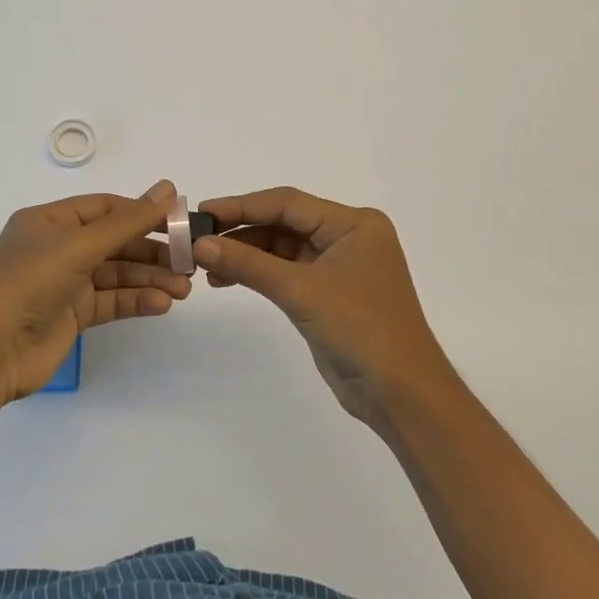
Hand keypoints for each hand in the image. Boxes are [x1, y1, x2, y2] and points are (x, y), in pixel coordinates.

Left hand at [0, 180, 189, 402]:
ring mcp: (65, 283)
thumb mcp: (79, 245)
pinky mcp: (72, 315)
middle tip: (189, 260)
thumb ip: (128, 222)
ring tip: (184, 288)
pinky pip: (111, 301)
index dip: (142, 211)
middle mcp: (58, 248)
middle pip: (115, 242)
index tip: (179, 219)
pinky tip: (161, 304)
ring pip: (116, 273)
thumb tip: (168, 189)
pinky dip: (136, 301)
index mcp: (50, 221)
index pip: (105, 208)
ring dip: (149, 279)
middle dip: (151, 251)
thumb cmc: (28, 283)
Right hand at [194, 187, 456, 427]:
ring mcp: (338, 265)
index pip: (287, 203)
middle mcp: (347, 237)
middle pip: (284, 222)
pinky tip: (227, 278)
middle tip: (197, 239)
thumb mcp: (301, 291)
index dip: (242, 205)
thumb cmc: (360, 329)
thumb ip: (249, 264)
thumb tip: (201, 244)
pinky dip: (258, 273)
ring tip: (205, 264)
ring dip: (246, 254)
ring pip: (282, 248)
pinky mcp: (329, 293)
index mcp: (353, 223)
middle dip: (241, 231)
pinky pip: (286, 271)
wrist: (401, 395)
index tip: (203, 211)